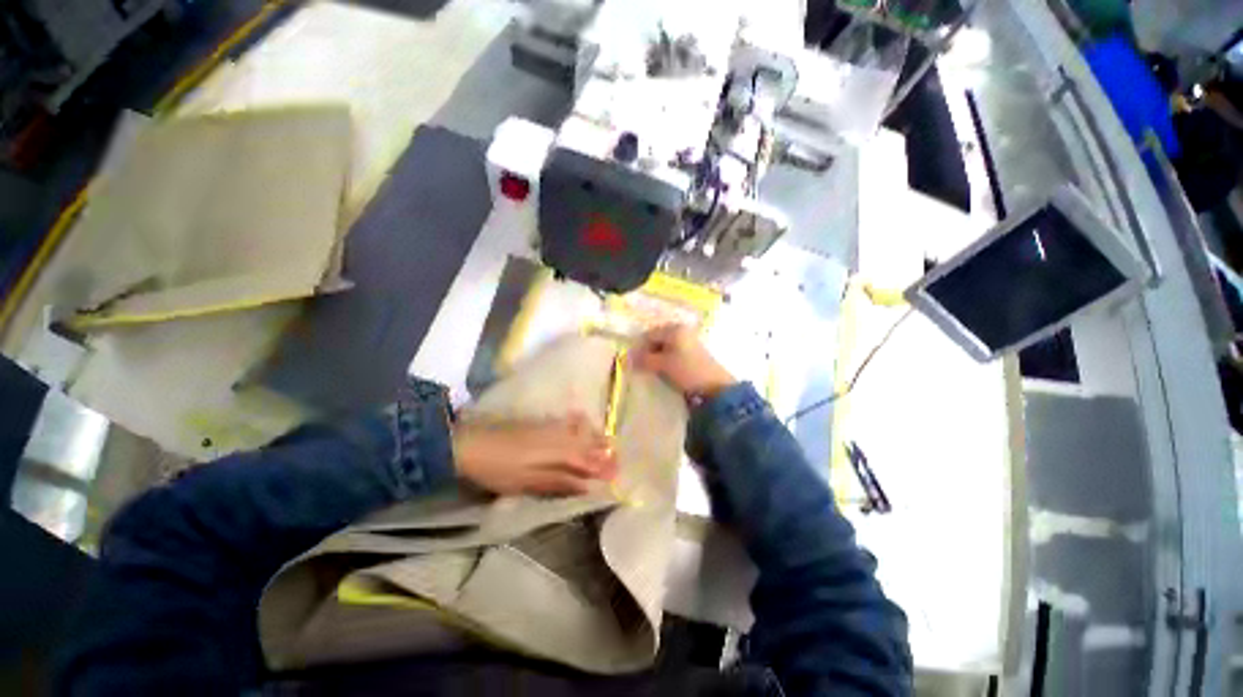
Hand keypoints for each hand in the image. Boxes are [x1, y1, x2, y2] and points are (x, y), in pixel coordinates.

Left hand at [452, 413, 616, 495]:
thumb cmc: (497, 469)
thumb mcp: (526, 482)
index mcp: (556, 452)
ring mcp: (548, 427)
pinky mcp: (539, 423)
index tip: (617, 474)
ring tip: (608, 442)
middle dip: (603, 451)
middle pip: (586, 443)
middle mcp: (557, 436)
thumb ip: (558, 481)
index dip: (602, 467)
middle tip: (618, 458)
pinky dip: (580, 424)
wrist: (469, 443)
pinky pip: (567, 421)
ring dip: (595, 437)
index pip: (586, 460)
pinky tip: (583, 421)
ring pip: (579, 430)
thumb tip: (586, 485)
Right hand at [631, 324, 735, 398]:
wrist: (715, 387)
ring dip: (656, 358)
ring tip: (652, 371)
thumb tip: (627, 358)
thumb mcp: (662, 364)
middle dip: (647, 352)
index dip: (638, 348)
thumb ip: (644, 359)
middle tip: (640, 367)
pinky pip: (674, 353)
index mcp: (674, 329)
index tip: (631, 362)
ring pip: (665, 347)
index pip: (649, 334)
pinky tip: (664, 371)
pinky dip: (666, 360)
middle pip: (657, 339)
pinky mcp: (694, 353)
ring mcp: (689, 341)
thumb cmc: (687, 371)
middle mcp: (682, 331)